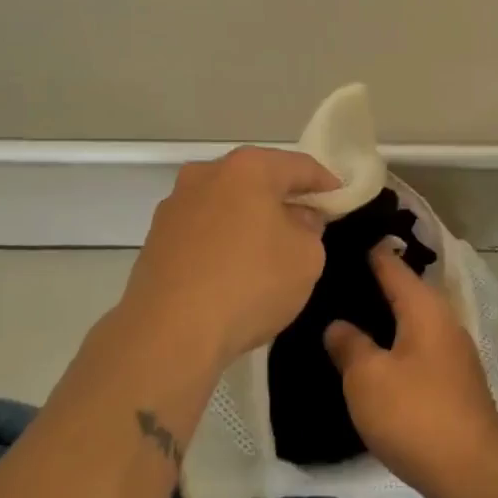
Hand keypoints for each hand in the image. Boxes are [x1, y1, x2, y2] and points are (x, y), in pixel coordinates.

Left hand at [120, 147, 338, 370]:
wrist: (169, 332)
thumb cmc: (250, 283)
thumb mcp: (307, 257)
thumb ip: (311, 228)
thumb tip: (296, 219)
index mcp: (247, 168)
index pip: (299, 165)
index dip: (325, 182)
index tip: (341, 198)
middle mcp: (206, 174)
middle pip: (257, 179)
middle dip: (284, 198)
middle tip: (308, 221)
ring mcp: (175, 206)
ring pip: (227, 204)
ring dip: (250, 219)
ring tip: (270, 248)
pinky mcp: (156, 239)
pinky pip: (203, 230)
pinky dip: (224, 240)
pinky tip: (235, 268)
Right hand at [325, 246, 497, 497]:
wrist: (471, 471)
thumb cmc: (415, 414)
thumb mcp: (367, 377)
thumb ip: (349, 344)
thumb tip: (337, 324)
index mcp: (424, 307)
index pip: (391, 264)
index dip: (366, 251)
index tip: (338, 242)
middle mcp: (443, 321)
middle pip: (404, 292)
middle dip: (371, 286)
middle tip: (331, 283)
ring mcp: (452, 353)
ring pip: (411, 323)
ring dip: (383, 320)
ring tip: (345, 319)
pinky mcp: (453, 383)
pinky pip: (417, 350)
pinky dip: (394, 347)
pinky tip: (372, 359)